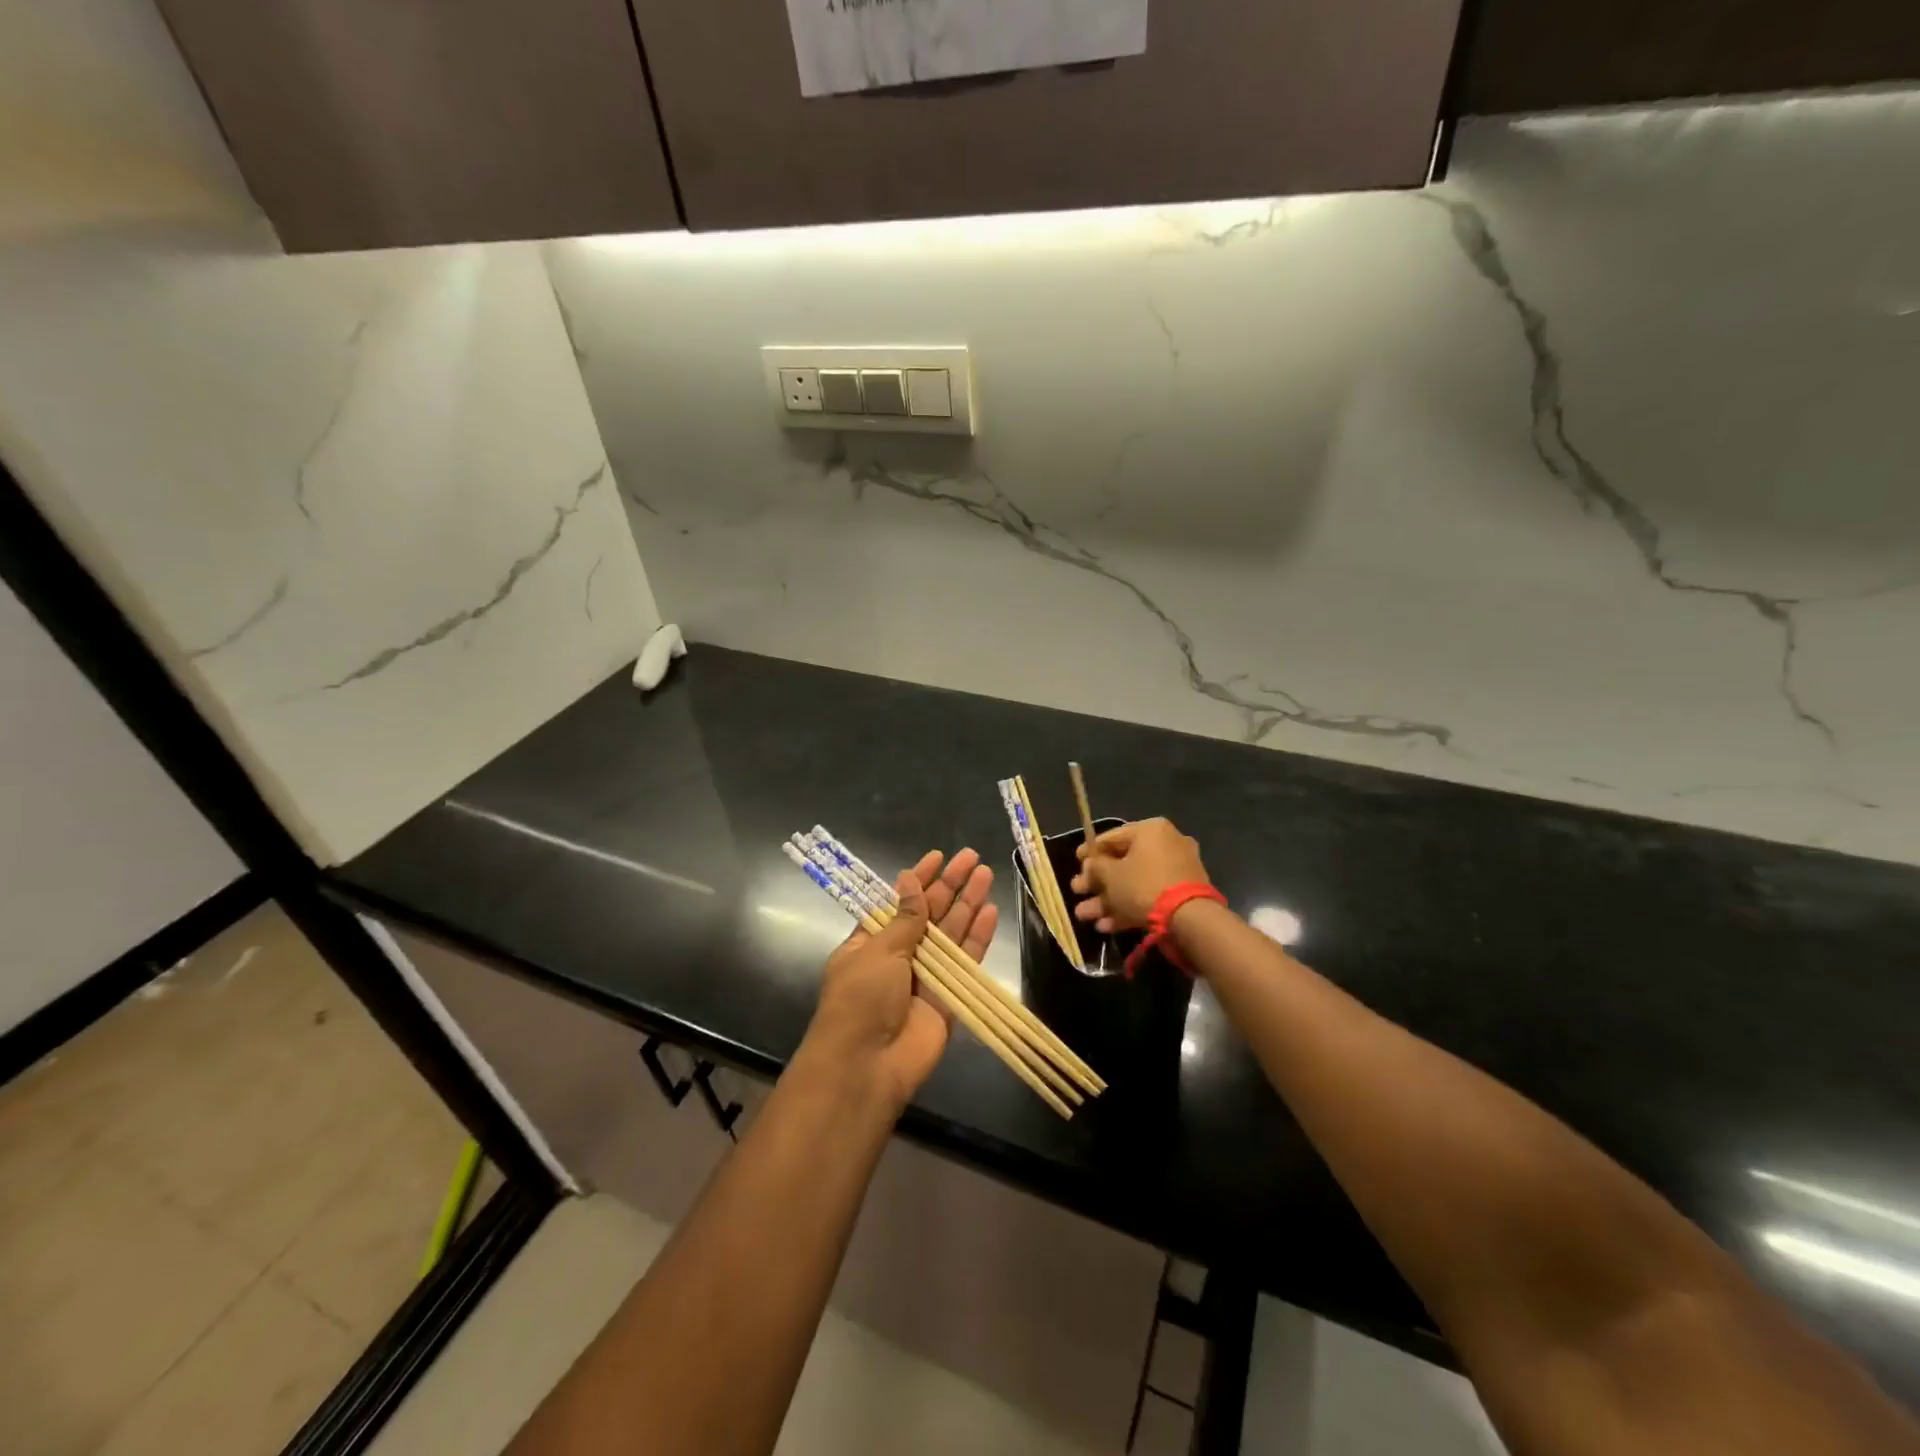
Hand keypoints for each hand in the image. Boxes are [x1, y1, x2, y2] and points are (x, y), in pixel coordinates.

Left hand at [801, 848, 997, 1112]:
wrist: (867, 1066)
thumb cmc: (861, 999)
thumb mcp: (878, 951)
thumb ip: (905, 918)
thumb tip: (910, 880)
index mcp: (870, 943)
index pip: (898, 903)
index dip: (918, 879)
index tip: (937, 857)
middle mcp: (899, 957)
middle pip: (929, 914)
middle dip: (949, 886)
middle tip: (972, 858)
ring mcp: (925, 977)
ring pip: (951, 933)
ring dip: (967, 904)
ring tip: (985, 874)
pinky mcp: (948, 999)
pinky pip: (965, 963)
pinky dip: (977, 939)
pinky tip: (990, 913)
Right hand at [1070, 818, 1209, 932]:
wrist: (1189, 919)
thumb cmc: (1143, 886)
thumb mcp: (1110, 875)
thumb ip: (1095, 867)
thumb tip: (1090, 866)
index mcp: (1150, 830)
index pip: (1112, 836)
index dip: (1090, 851)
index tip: (1076, 862)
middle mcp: (1167, 844)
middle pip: (1123, 862)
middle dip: (1097, 881)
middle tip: (1077, 891)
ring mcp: (1177, 871)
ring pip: (1134, 883)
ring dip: (1108, 899)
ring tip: (1085, 916)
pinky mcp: (1182, 895)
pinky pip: (1149, 896)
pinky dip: (1128, 908)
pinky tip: (1106, 926)